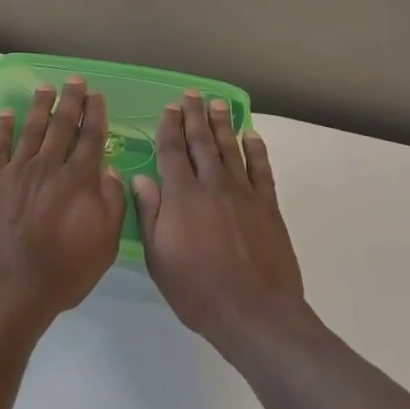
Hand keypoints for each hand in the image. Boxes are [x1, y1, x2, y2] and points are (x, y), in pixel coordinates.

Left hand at [0, 76, 125, 327]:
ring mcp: (16, 172)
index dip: (96, 114)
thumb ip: (112, 203)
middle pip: (62, 126)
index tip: (97, 96)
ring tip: (46, 88)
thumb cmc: (64, 273)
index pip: (91, 137)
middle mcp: (48, 167)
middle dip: (71, 101)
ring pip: (32, 130)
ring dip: (40, 106)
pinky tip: (7, 114)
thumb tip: (109, 170)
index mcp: (79, 180)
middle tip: (75, 80)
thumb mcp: (105, 244)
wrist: (10, 291)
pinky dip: (3, 128)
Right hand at [134, 92, 305, 355]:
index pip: (172, 151)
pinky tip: (252, 136)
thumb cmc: (198, 290)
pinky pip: (261, 169)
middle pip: (202, 142)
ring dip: (223, 124)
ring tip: (218, 104)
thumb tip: (141, 178)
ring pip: (231, 149)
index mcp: (182, 196)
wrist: (255, 313)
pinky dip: (256, 150)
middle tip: (192, 95)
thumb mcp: (159, 258)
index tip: (168, 108)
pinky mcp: (268, 206)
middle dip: (195, 116)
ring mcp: (244, 194)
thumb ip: (151, 214)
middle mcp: (212, 185)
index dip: (169, 127)